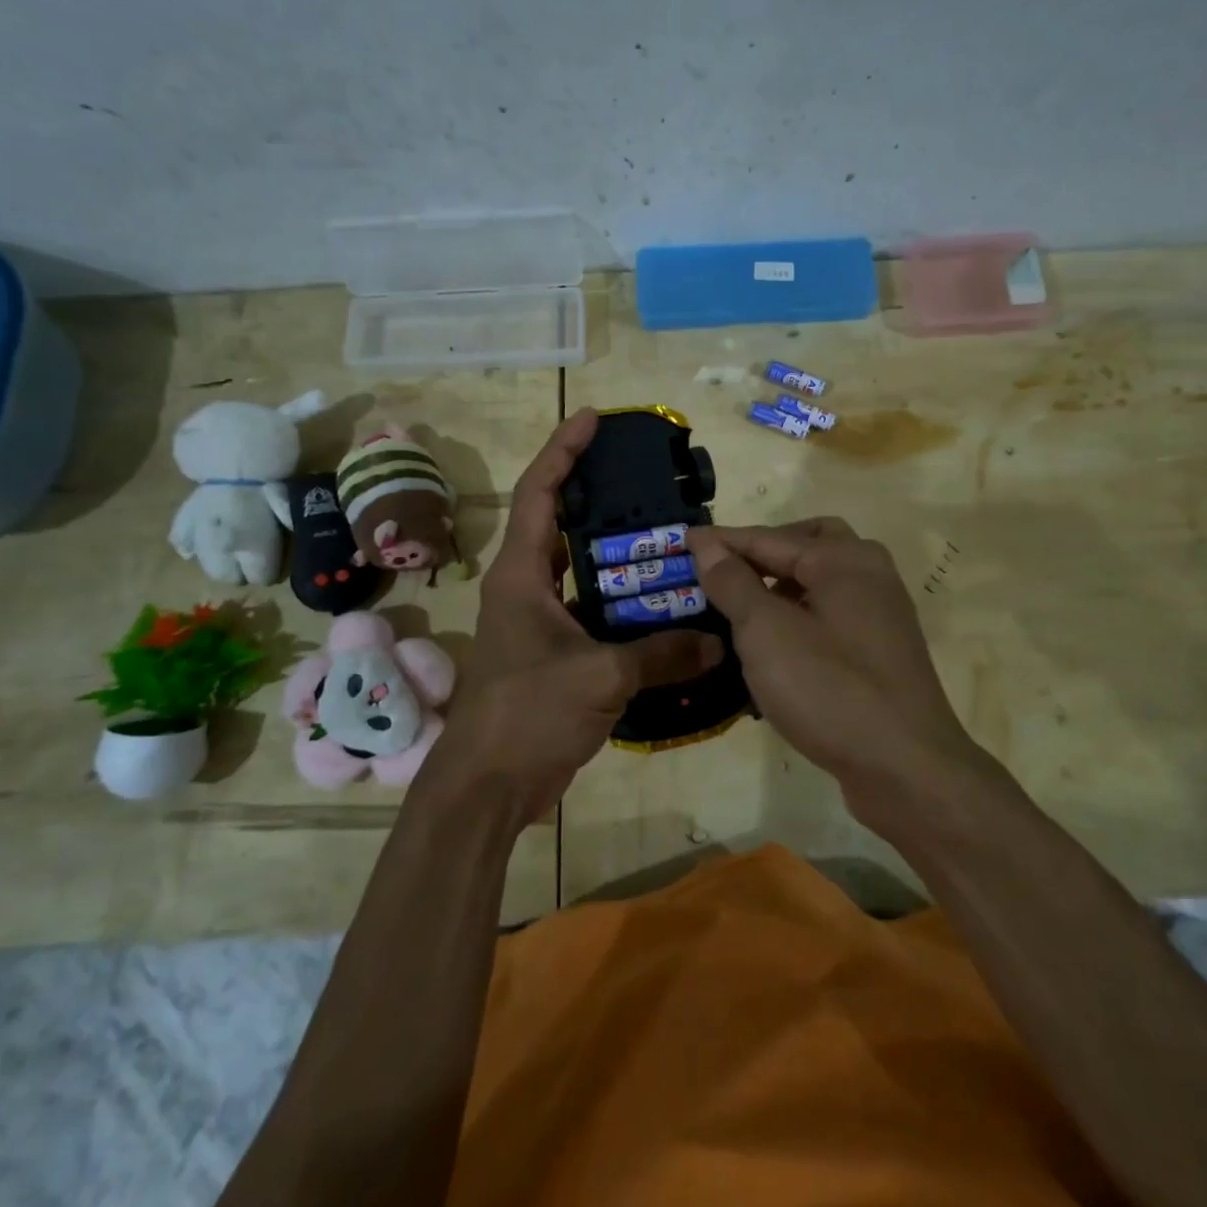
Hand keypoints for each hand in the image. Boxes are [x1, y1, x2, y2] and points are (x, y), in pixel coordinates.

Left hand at [417, 409, 722, 828]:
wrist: (488, 787)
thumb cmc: (526, 714)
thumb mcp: (599, 677)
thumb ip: (661, 655)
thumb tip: (718, 643)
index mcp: (521, 575)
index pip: (538, 493)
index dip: (562, 450)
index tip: (593, 420)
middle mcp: (526, 588)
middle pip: (559, 523)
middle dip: (596, 495)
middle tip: (645, 479)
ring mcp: (538, 622)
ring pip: (580, 571)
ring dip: (615, 554)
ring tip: (666, 536)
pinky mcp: (554, 654)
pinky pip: (593, 612)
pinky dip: (623, 604)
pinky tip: (662, 605)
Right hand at [688, 519, 982, 819]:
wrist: (906, 769)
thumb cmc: (829, 689)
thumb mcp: (766, 632)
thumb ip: (733, 583)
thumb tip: (707, 544)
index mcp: (844, 559)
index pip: (770, 538)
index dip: (722, 540)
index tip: (682, 540)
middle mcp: (870, 575)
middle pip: (808, 544)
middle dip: (764, 552)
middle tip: (725, 569)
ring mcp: (881, 615)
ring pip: (822, 581)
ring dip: (781, 585)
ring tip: (741, 607)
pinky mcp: (882, 652)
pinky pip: (832, 616)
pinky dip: (801, 615)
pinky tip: (774, 645)